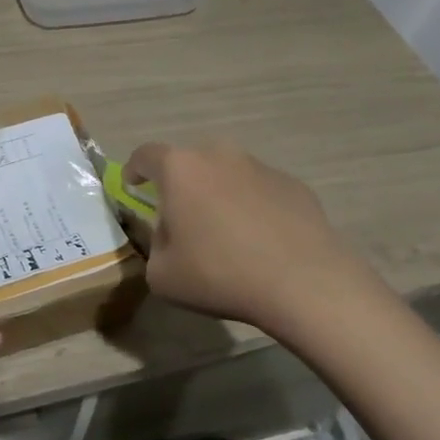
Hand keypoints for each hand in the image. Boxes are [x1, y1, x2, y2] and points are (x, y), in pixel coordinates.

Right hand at [124, 141, 389, 342]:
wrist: (305, 284)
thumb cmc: (220, 274)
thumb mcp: (162, 274)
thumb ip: (153, 246)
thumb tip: (168, 235)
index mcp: (179, 168)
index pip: (145, 155)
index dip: (134, 170)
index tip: (133, 187)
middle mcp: (218, 155)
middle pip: (189, 163)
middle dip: (181, 186)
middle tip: (182, 219)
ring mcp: (260, 167)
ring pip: (227, 175)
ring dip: (219, 195)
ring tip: (226, 234)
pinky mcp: (294, 185)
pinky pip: (261, 191)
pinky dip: (253, 207)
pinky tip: (261, 241)